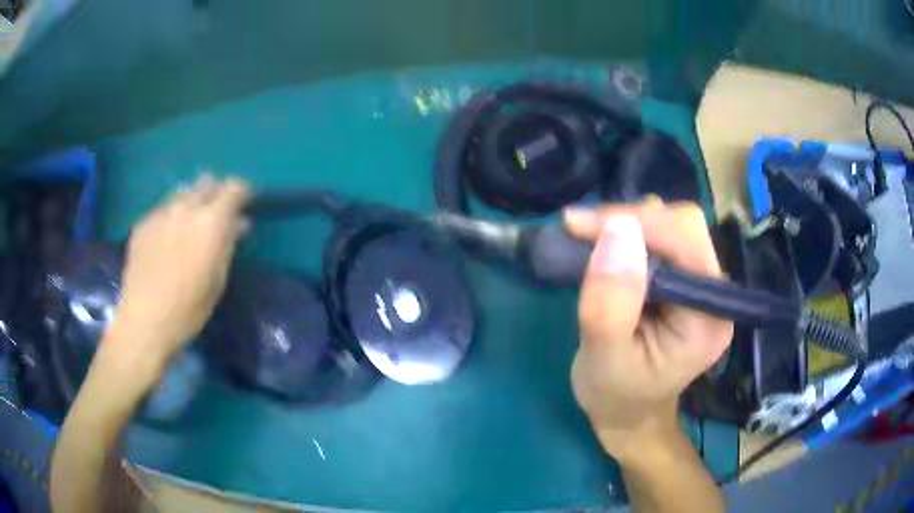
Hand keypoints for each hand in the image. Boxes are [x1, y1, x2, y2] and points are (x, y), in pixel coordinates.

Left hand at [106, 175, 250, 374]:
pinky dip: (171, 217)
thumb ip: (228, 243)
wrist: (145, 320)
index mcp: (211, 220)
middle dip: (216, 194)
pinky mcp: (143, 222)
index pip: (234, 187)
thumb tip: (239, 223)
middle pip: (207, 183)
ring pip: (183, 192)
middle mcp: (186, 206)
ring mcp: (161, 212)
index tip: (244, 207)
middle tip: (217, 216)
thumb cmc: (189, 308)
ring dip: (192, 202)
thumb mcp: (218, 279)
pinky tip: (166, 241)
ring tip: (189, 225)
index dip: (242, 194)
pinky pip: (163, 209)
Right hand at [564, 201, 732, 462]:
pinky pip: (662, 238)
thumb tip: (617, 229)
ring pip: (672, 225)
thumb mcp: (604, 359)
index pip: (686, 243)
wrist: (628, 415)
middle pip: (683, 226)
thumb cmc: (616, 397)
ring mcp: (702, 284)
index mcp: (708, 317)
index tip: (578, 226)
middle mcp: (715, 293)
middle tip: (580, 232)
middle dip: (630, 221)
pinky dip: (628, 234)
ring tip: (589, 240)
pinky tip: (605, 248)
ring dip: (627, 224)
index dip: (635, 223)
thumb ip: (610, 303)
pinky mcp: (685, 280)